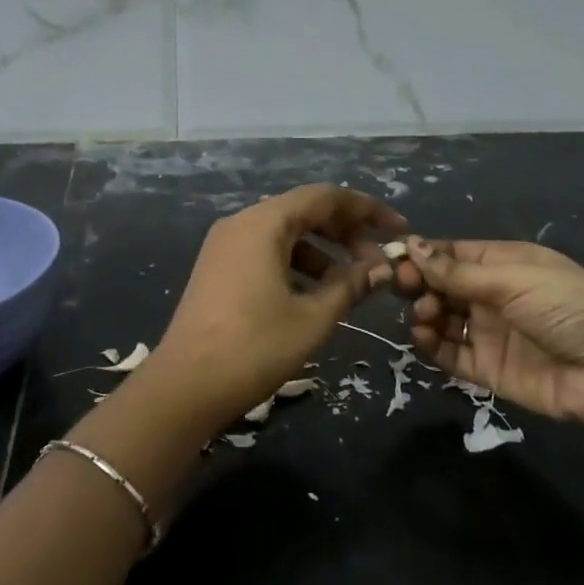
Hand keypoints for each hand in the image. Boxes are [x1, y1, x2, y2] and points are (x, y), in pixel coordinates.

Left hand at [149, 184, 405, 424]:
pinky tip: (316, 292)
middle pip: (304, 211)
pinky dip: (296, 264)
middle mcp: (241, 223)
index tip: (399, 230)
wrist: (185, 387)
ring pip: (285, 234)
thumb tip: (380, 270)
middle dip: (346, 232)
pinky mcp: (217, 270)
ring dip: (323, 251)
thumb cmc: (255, 347)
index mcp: (264, 223)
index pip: (325, 197)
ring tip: (354, 282)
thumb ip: (350, 286)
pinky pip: (265, 252)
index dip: (366, 210)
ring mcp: (224, 246)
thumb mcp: (313, 317)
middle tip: (379, 261)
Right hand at [401, 237, 583, 443]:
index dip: (423, 255)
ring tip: (424, 315)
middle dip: (419, 284)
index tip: (395, 259)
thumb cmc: (568, 305)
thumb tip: (410, 245)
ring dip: (424, 313)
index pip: (452, 255)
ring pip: (441, 319)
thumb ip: (457, 271)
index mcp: (504, 264)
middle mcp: (493, 296)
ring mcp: (489, 333)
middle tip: (404, 288)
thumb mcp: (513, 279)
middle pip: (441, 286)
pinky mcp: (488, 369)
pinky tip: (423, 336)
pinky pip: (449, 354)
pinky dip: (431, 345)